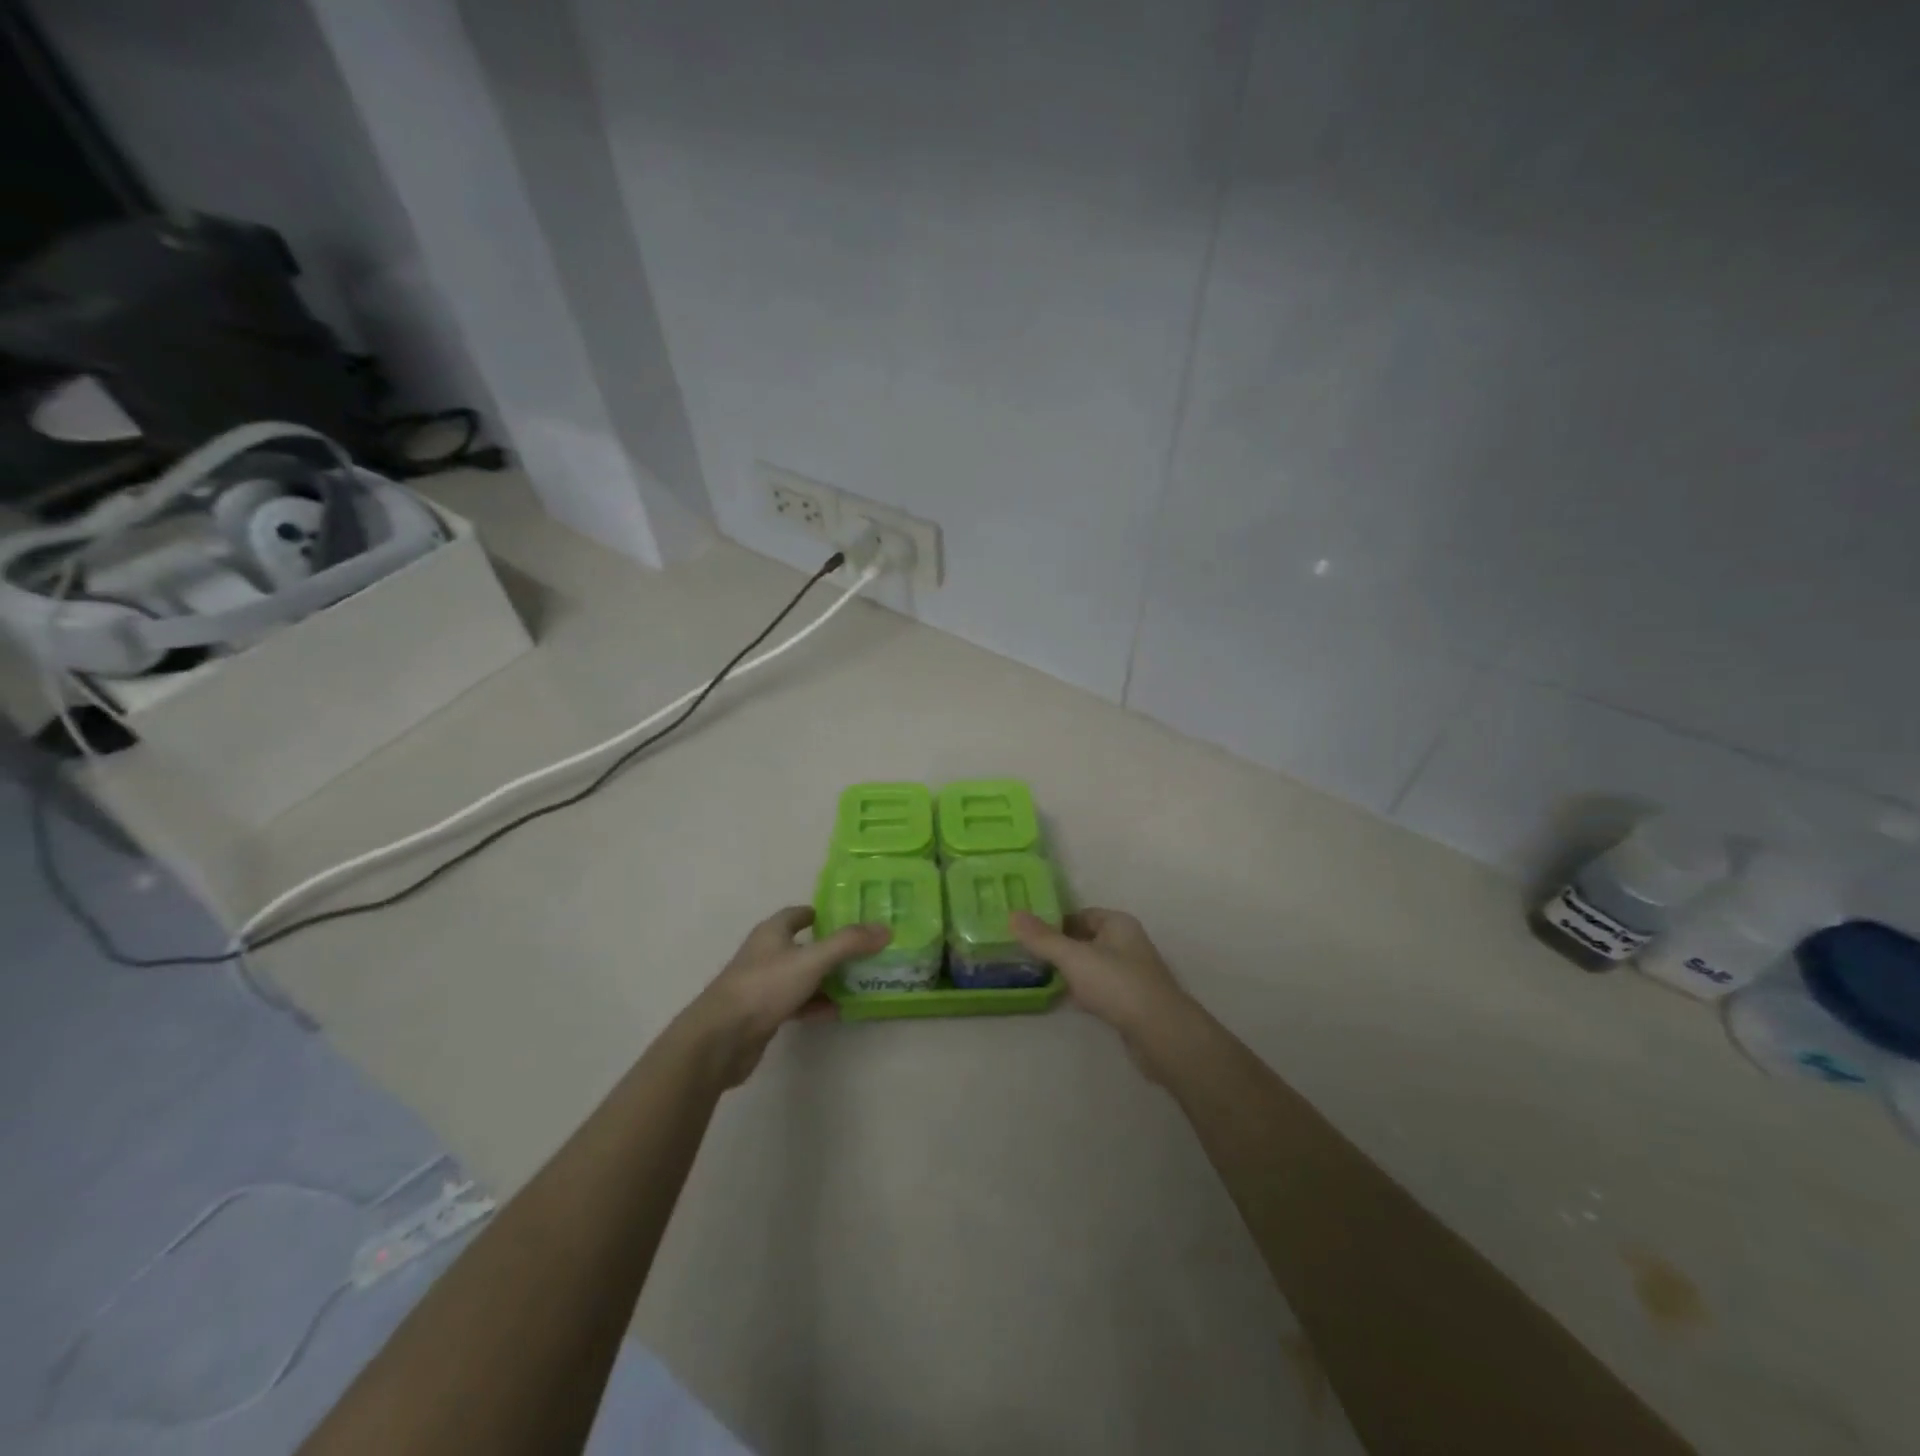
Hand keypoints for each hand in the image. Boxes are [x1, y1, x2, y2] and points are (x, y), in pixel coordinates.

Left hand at [680, 907, 888, 1085]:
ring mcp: (762, 985)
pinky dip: (815, 1004)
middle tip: (864, 952)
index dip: (821, 914)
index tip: (848, 918)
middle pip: (803, 946)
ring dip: (826, 979)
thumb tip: (885, 929)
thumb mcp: (812, 960)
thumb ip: (849, 944)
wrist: (721, 1039)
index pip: (798, 914)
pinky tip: (837, 1011)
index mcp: (772, 932)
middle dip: (831, 948)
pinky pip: (796, 1003)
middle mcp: (766, 954)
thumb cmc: (765, 987)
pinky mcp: (762, 1014)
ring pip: (801, 976)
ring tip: (858, 982)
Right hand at [1010, 908, 1197, 1072]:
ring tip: (1041, 978)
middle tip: (1028, 956)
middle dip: (1060, 947)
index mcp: (1118, 924)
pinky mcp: (1131, 1001)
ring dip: (1071, 971)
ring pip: (1092, 965)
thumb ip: (1043, 938)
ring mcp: (1131, 973)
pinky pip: (1100, 989)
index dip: (1055, 922)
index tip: (1029, 934)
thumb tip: (1013, 914)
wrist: (1161, 1033)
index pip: (1081, 914)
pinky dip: (1083, 992)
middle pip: (1086, 939)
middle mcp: (1127, 943)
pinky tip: (1067, 1001)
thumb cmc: (1117, 984)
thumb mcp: (1074, 957)